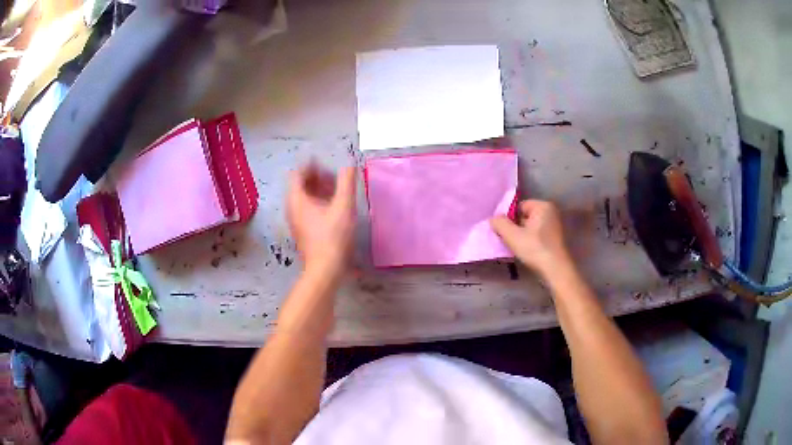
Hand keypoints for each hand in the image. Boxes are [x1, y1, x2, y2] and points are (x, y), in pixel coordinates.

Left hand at [287, 163, 356, 279]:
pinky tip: (333, 208)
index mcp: (297, 199)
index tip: (326, 165)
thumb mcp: (343, 206)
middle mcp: (292, 208)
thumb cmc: (333, 237)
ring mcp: (295, 221)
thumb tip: (349, 166)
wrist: (325, 269)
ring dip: (318, 190)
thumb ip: (346, 183)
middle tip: (334, 178)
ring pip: (303, 198)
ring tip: (336, 192)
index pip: (297, 173)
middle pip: (300, 185)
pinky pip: (306, 209)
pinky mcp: (302, 231)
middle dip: (316, 177)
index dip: (311, 166)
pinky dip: (317, 203)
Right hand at [491, 200, 572, 280]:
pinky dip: (531, 241)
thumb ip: (500, 224)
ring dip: (522, 236)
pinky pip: (538, 235)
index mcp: (542, 206)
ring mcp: (555, 225)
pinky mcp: (556, 238)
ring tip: (517, 248)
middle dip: (515, 227)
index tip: (504, 232)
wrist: (556, 270)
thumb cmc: (535, 249)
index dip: (509, 219)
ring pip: (531, 227)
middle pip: (525, 217)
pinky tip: (527, 252)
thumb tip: (493, 219)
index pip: (518, 207)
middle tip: (509, 240)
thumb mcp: (513, 236)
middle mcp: (551, 212)